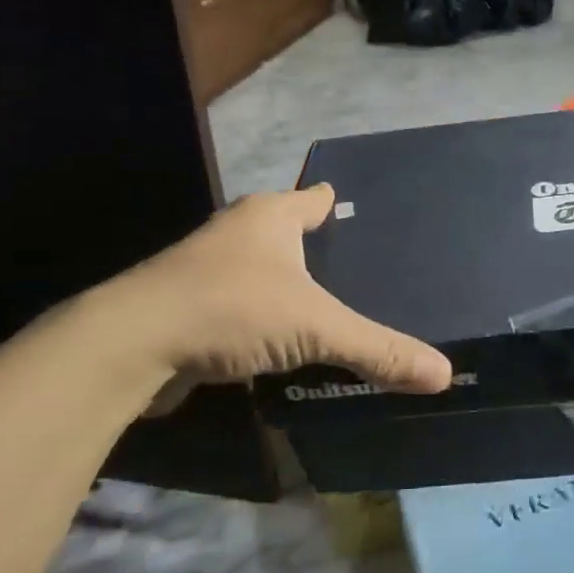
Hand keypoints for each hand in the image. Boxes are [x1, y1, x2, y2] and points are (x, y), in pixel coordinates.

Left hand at [90, 185, 452, 393]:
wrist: (131, 344)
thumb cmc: (231, 309)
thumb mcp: (316, 327)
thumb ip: (378, 350)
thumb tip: (443, 373)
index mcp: (269, 216)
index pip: (314, 199)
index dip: (337, 205)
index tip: (364, 218)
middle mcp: (237, 233)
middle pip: (287, 232)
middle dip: (317, 249)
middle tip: (363, 273)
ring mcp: (207, 269)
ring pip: (262, 271)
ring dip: (288, 286)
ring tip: (330, 309)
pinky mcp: (189, 307)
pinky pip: (242, 306)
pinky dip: (264, 319)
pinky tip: (285, 343)